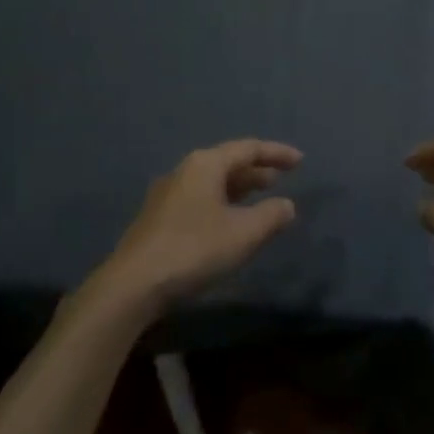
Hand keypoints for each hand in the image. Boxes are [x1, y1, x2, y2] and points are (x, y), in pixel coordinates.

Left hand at [91, 140, 301, 312]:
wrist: (133, 284)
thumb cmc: (194, 249)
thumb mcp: (244, 233)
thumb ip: (271, 215)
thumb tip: (287, 205)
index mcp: (205, 165)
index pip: (248, 149)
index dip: (277, 153)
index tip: (300, 161)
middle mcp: (184, 171)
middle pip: (227, 163)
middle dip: (256, 171)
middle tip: (281, 179)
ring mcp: (167, 195)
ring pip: (212, 183)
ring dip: (239, 189)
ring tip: (260, 200)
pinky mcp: (158, 218)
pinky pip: (200, 199)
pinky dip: (223, 203)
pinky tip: (230, 223)